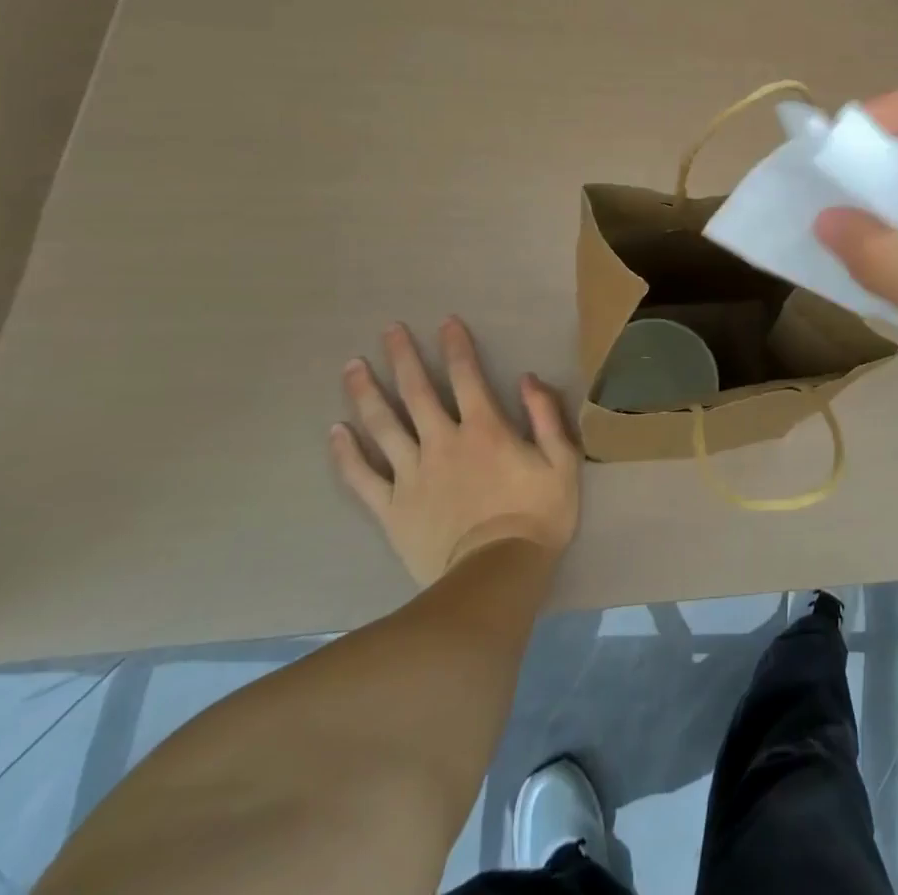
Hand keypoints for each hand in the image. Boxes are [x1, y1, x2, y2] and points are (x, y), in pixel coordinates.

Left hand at [329, 317, 579, 586]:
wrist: (495, 576)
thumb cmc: (537, 516)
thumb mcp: (562, 461)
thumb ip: (545, 415)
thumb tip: (527, 377)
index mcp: (484, 429)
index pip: (466, 376)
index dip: (456, 346)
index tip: (445, 322)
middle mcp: (442, 442)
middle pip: (416, 392)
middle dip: (403, 357)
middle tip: (388, 330)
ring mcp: (411, 475)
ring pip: (382, 426)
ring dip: (366, 393)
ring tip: (352, 366)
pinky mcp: (391, 508)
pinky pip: (362, 476)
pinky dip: (346, 453)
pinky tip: (334, 431)